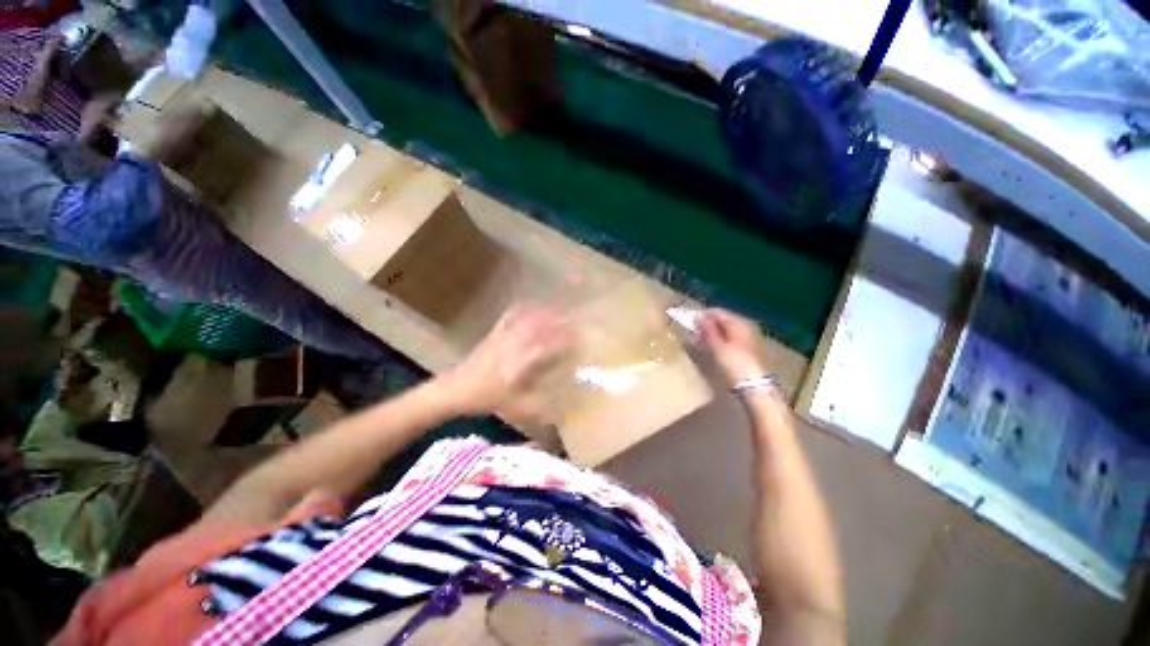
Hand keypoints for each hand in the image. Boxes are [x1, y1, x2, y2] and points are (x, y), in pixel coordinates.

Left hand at [445, 305, 572, 423]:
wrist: (456, 389)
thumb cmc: (487, 399)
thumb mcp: (517, 408)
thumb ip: (542, 409)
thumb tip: (565, 409)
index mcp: (521, 361)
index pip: (548, 345)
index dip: (566, 340)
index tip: (580, 338)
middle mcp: (514, 343)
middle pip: (540, 326)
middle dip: (559, 322)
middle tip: (574, 322)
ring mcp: (503, 335)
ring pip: (527, 318)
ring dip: (545, 313)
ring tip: (559, 312)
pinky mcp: (495, 333)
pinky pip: (511, 315)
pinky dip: (524, 309)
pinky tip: (532, 307)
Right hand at [699, 308, 768, 387]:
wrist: (754, 387)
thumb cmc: (734, 364)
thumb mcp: (717, 346)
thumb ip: (707, 330)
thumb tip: (697, 316)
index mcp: (739, 322)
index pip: (716, 312)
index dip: (701, 316)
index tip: (688, 324)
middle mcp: (745, 326)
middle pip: (721, 320)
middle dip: (706, 325)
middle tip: (693, 334)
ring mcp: (747, 337)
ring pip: (725, 329)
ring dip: (711, 333)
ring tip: (699, 341)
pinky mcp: (746, 348)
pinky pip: (729, 338)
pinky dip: (719, 340)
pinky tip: (711, 348)